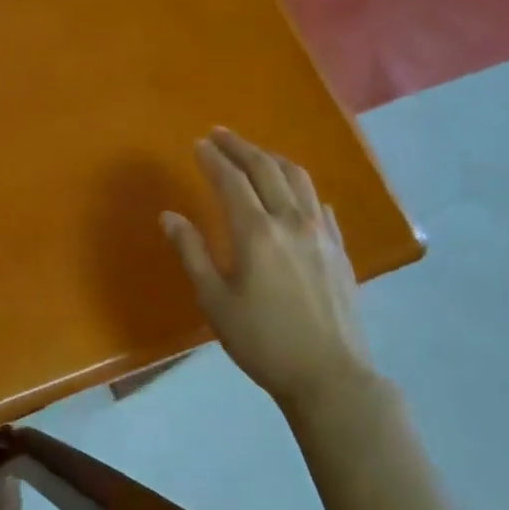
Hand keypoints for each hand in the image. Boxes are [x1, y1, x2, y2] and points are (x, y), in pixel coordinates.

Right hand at [161, 127, 375, 413]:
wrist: (330, 375)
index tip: (198, 143)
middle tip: (220, 134)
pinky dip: (299, 187)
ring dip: (271, 158)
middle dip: (240, 147)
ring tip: (253, 153)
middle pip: (265, 168)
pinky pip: (318, 202)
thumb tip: (169, 216)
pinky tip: (293, 194)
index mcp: (256, 232)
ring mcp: (321, 232)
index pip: (230, 180)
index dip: (212, 158)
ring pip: (297, 178)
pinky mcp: (339, 248)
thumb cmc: (262, 341)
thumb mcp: (214, 301)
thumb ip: (192, 252)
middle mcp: (291, 221)